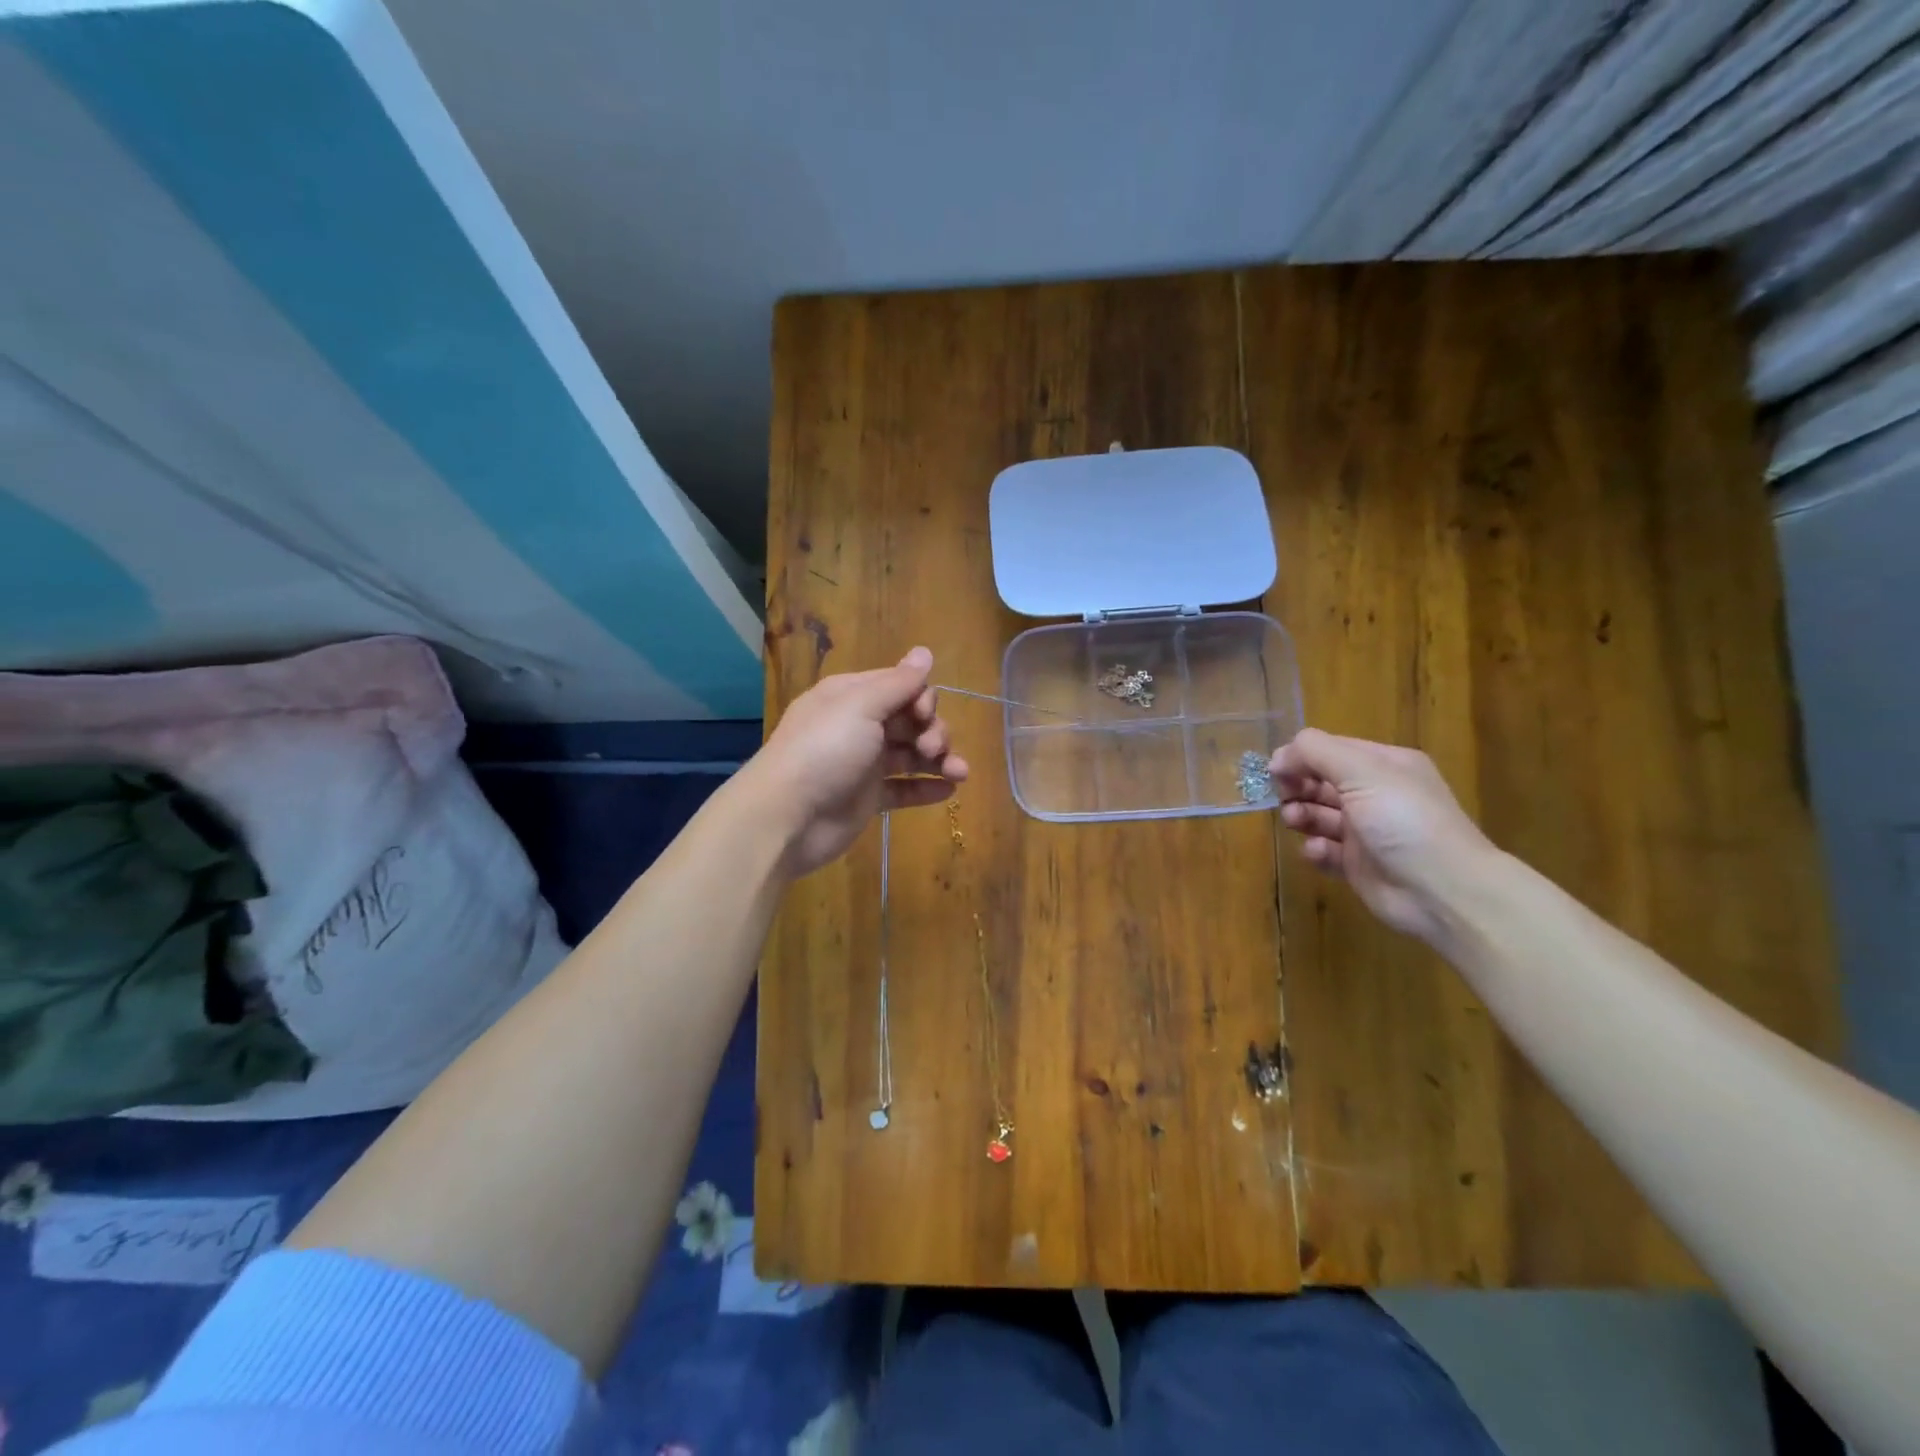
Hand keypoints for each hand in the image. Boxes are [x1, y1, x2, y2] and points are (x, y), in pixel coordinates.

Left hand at [745, 646, 968, 877]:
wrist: (787, 817)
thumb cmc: (824, 751)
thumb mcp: (860, 706)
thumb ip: (898, 683)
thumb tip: (925, 652)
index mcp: (851, 696)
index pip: (899, 686)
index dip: (921, 698)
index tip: (924, 715)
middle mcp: (858, 726)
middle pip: (909, 720)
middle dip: (932, 730)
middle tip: (933, 748)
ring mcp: (863, 764)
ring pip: (912, 755)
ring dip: (939, 759)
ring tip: (959, 773)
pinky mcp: (868, 798)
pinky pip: (904, 788)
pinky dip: (927, 787)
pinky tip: (950, 790)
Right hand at [1269, 729, 1495, 947]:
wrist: (1443, 892)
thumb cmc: (1404, 821)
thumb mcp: (1362, 772)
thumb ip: (1315, 753)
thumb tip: (1278, 757)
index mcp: (1384, 766)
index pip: (1330, 750)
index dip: (1301, 757)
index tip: (1277, 771)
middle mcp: (1375, 794)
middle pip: (1320, 782)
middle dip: (1297, 787)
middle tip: (1285, 798)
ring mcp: (1367, 831)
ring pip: (1318, 815)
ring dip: (1301, 815)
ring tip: (1296, 823)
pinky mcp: (1358, 864)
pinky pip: (1325, 850)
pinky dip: (1316, 849)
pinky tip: (1319, 851)